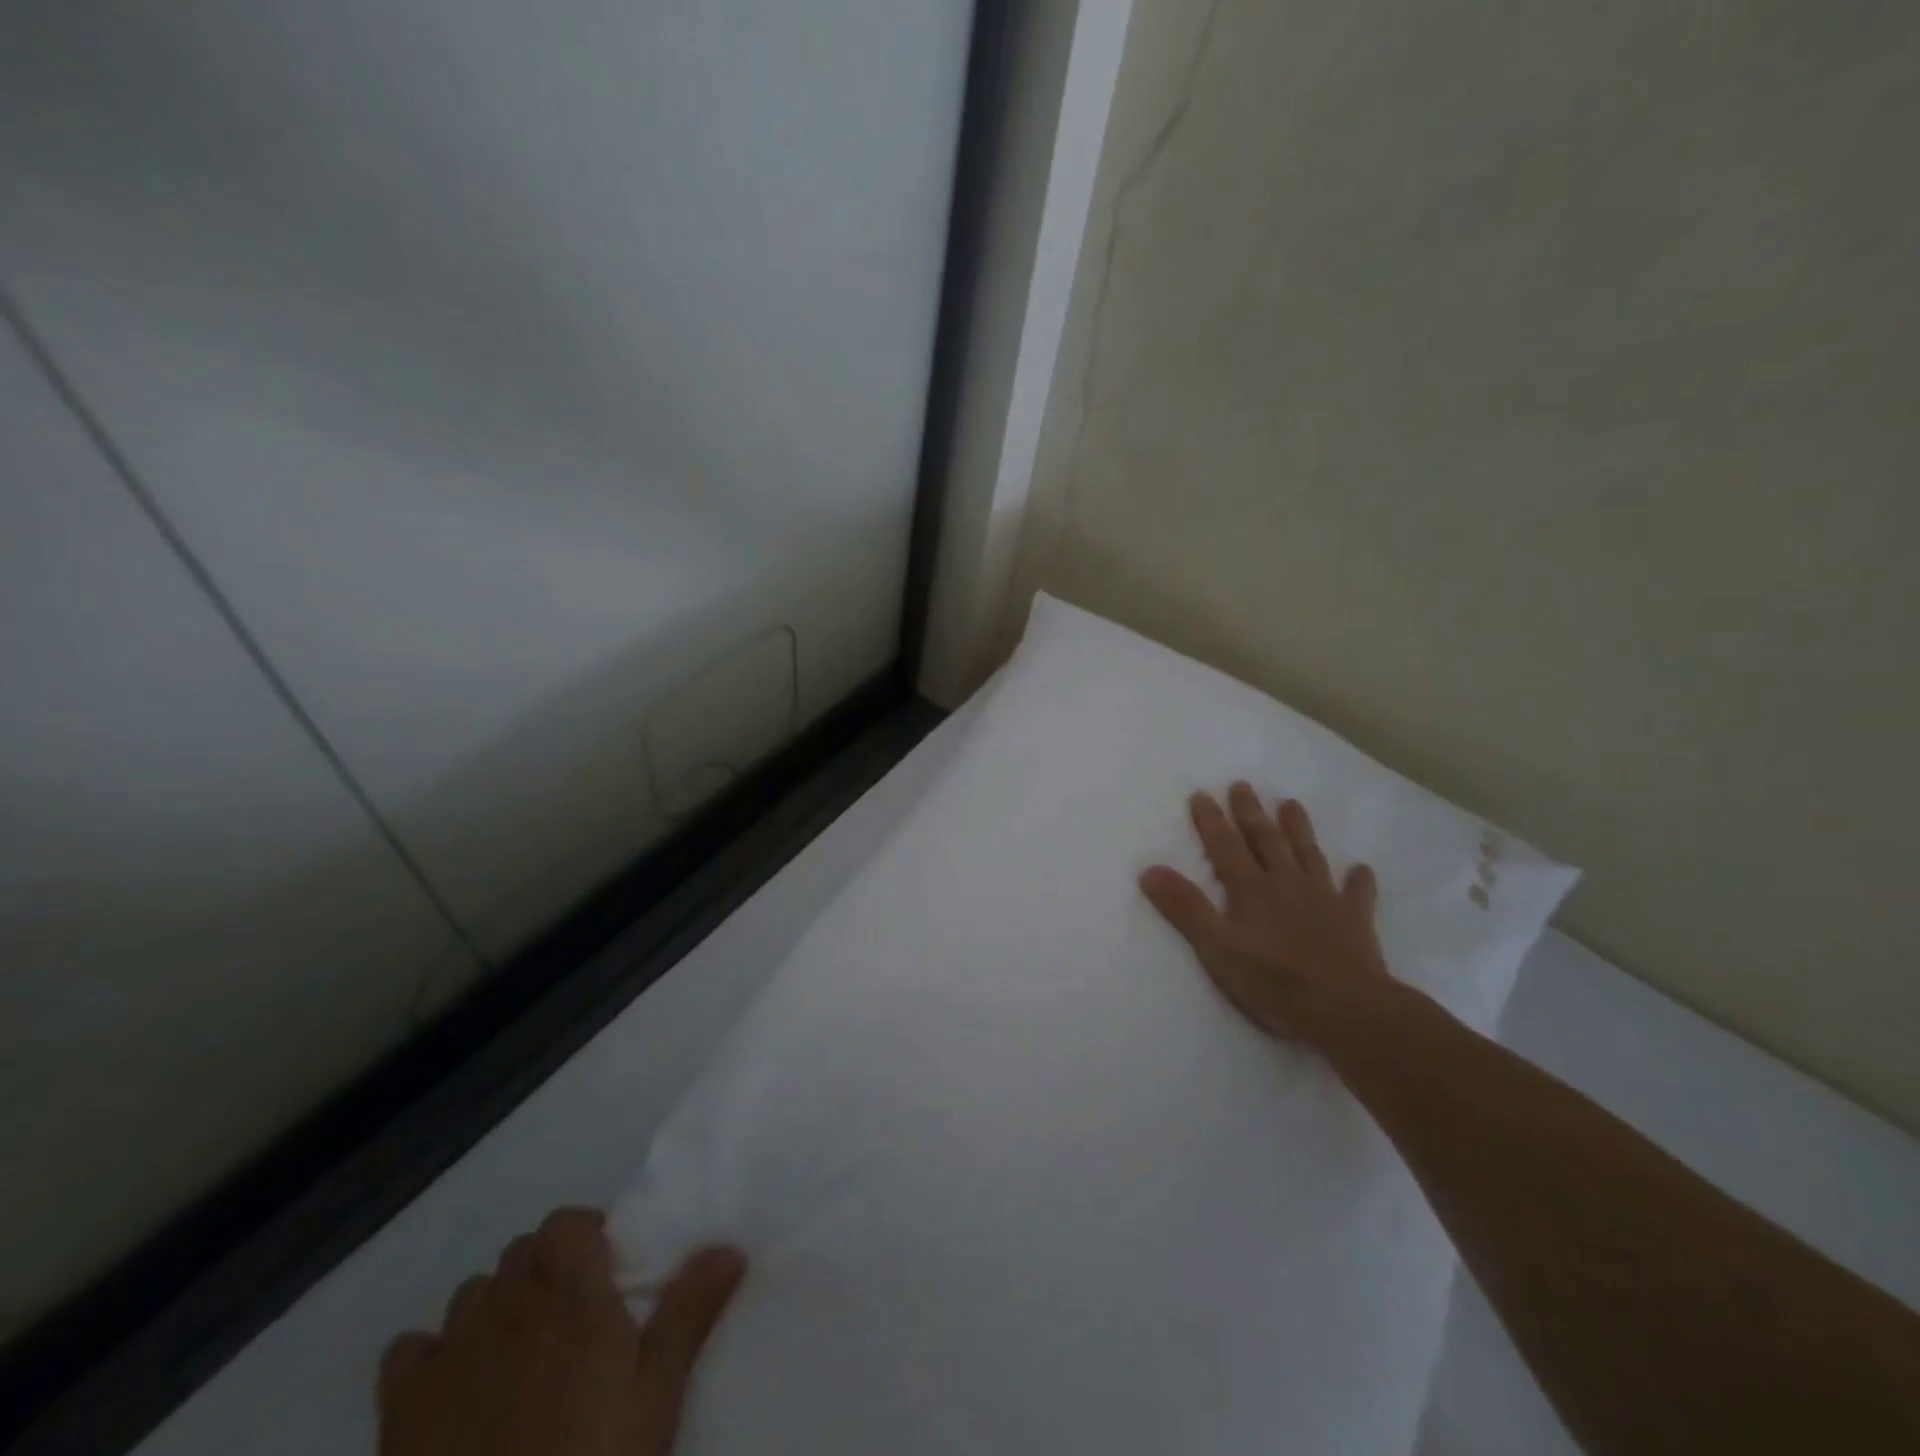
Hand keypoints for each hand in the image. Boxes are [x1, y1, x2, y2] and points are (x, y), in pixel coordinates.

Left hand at [379, 1209, 744, 1455]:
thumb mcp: (658, 1396)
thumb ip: (690, 1311)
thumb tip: (731, 1246)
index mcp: (571, 1300)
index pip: (564, 1224)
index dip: (584, 1234)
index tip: (606, 1267)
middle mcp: (509, 1309)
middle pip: (521, 1252)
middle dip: (547, 1267)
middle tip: (573, 1314)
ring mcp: (450, 1358)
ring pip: (472, 1292)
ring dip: (497, 1304)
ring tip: (519, 1350)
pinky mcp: (402, 1411)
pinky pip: (407, 1350)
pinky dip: (431, 1352)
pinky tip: (454, 1384)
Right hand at [1140, 784, 1393, 1045]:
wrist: (1347, 1008)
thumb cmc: (1275, 981)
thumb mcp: (1217, 948)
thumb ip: (1185, 908)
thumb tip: (1149, 870)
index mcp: (1251, 889)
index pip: (1225, 846)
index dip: (1211, 820)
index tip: (1201, 793)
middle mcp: (1286, 883)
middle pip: (1266, 840)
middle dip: (1251, 812)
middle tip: (1243, 785)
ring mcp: (1324, 899)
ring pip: (1308, 854)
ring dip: (1298, 829)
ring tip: (1292, 804)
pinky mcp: (1355, 921)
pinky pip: (1357, 894)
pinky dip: (1358, 880)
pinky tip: (1361, 869)